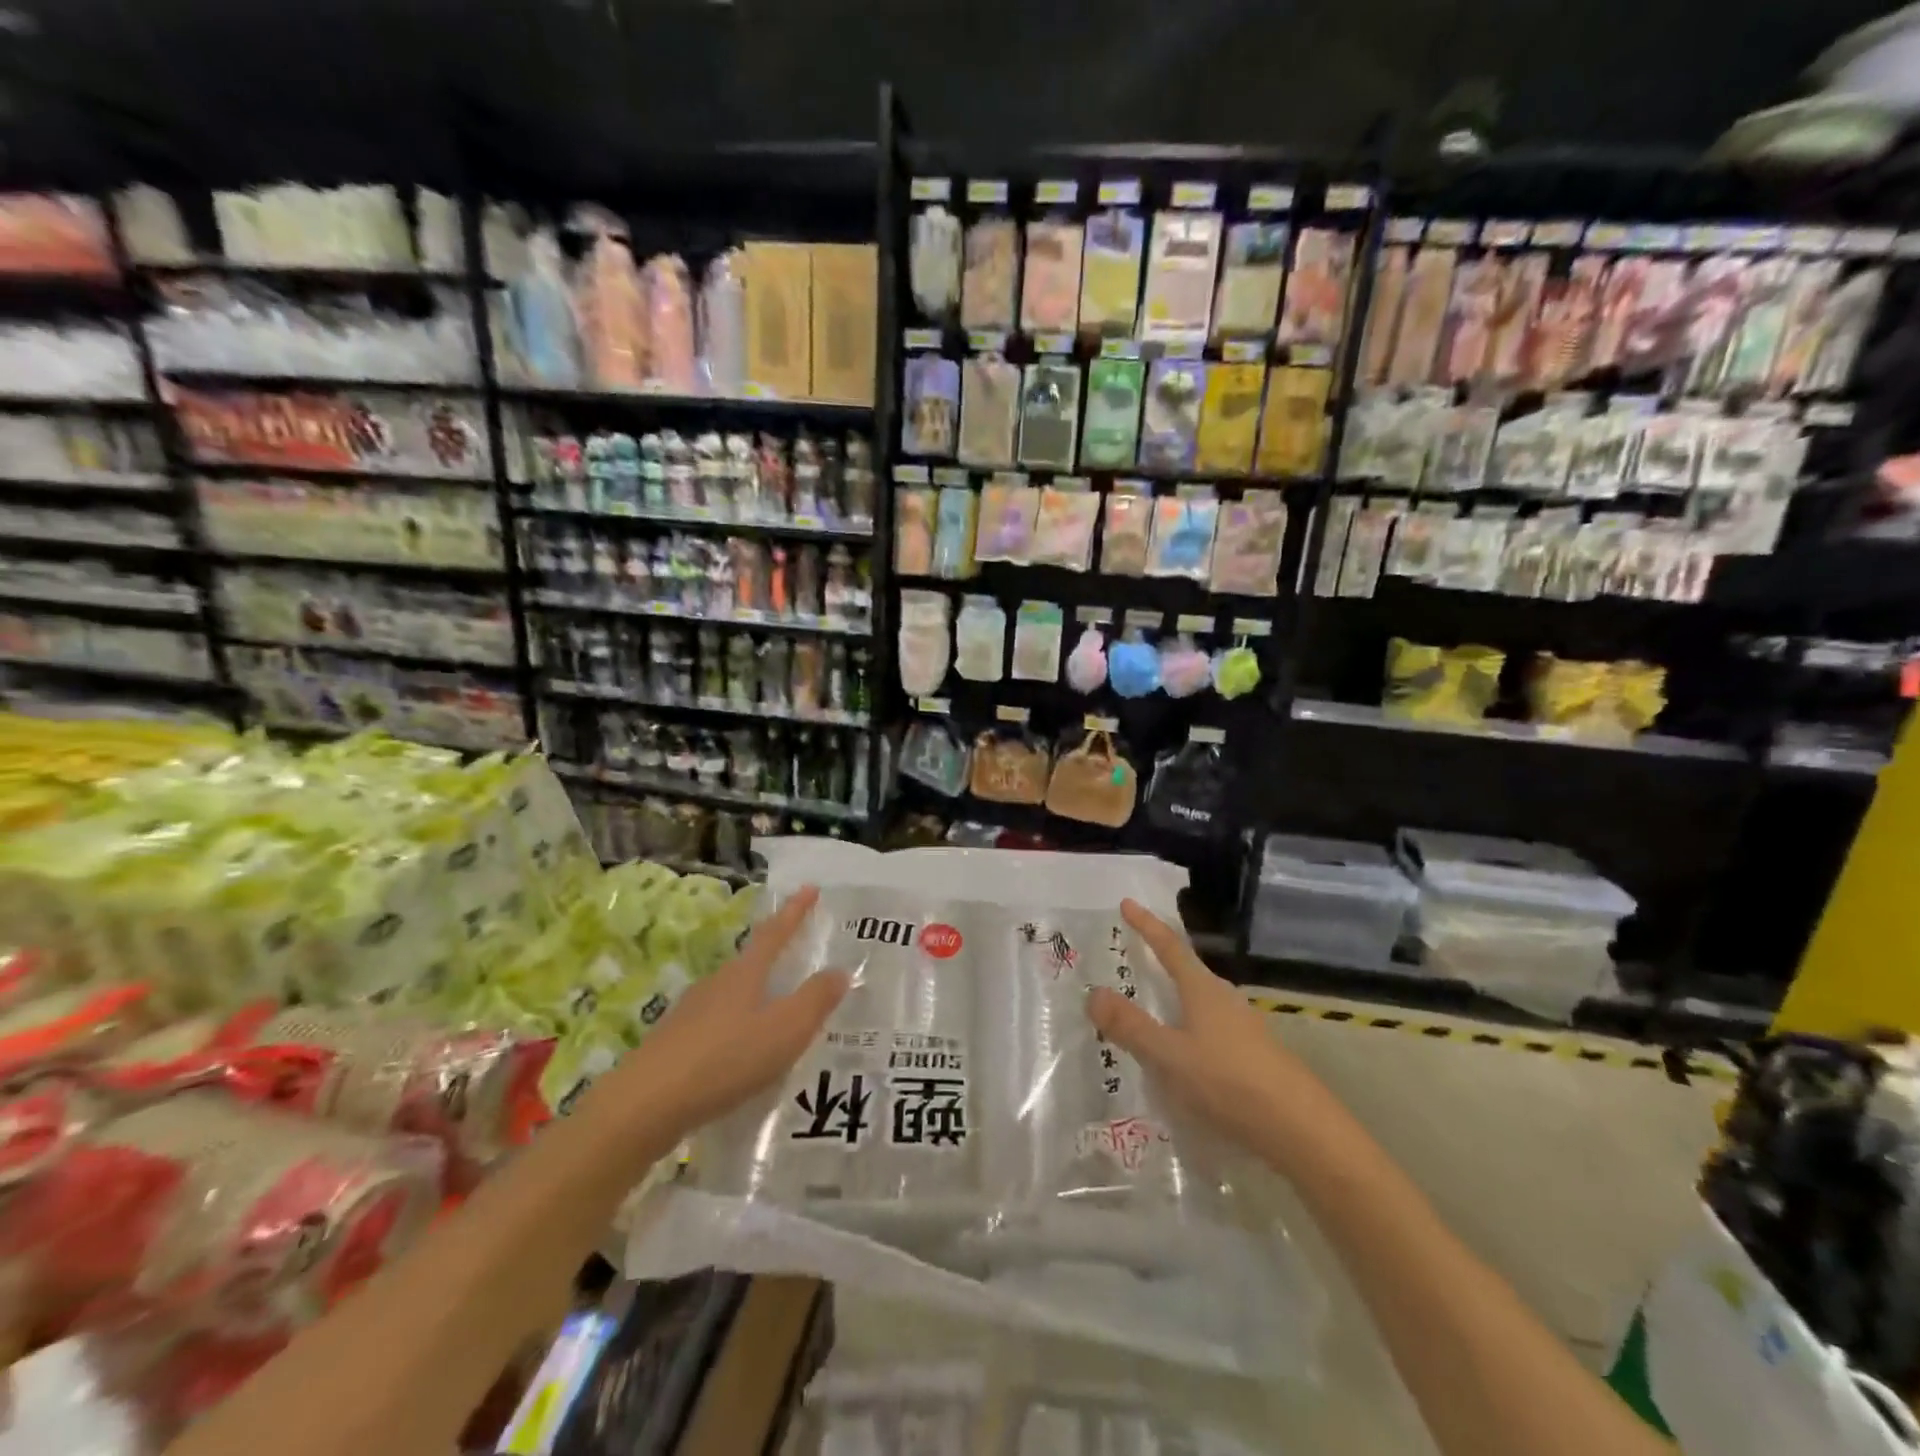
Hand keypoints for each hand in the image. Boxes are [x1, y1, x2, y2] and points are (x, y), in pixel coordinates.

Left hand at [622, 886, 848, 1141]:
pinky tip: (743, 1052)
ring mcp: (691, 1012)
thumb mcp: (785, 1030)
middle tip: (798, 952)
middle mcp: (717, 983)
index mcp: (745, 973)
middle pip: (751, 961)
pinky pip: (718, 1024)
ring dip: (757, 995)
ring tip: (777, 1010)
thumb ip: (815, 1000)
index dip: (795, 911)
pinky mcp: (675, 1044)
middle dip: (775, 954)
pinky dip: (738, 1028)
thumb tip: (840, 970)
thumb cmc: (725, 1059)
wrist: (645, 1105)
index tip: (809, 887)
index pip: (775, 932)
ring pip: (733, 994)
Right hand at [1088, 899, 1333, 1169]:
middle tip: (1133, 956)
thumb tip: (1093, 993)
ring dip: (1174, 1000)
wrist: (1302, 1130)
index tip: (1127, 903)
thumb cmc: (1229, 1082)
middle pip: (1187, 971)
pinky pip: (1209, 1030)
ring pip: (1199, 1003)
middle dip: (1160, 962)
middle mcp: (1224, 999)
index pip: (1169, 946)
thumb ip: (1131, 1026)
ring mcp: (1242, 1028)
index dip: (1147, 925)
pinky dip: (1187, 1030)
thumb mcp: (1170, 1055)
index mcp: (1203, 989)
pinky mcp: (1253, 1055)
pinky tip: (1181, 1056)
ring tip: (1150, 1009)